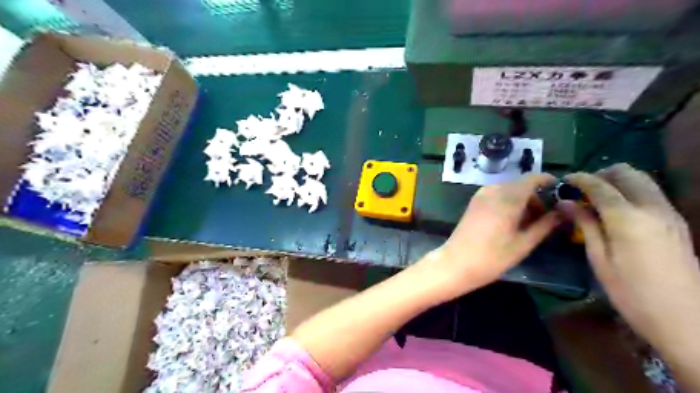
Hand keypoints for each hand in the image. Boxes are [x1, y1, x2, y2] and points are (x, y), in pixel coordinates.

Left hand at [424, 173, 562, 296]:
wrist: (457, 263)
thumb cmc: (493, 256)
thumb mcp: (524, 243)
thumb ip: (545, 225)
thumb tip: (564, 211)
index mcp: (508, 197)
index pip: (532, 179)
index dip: (547, 181)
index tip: (560, 192)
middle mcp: (493, 190)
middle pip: (520, 185)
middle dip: (535, 197)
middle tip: (545, 218)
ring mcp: (480, 195)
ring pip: (507, 190)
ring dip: (521, 200)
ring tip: (528, 223)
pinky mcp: (473, 203)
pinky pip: (495, 195)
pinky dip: (507, 202)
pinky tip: (510, 221)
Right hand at [563, 163, 698, 356]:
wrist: (686, 319)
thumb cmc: (631, 292)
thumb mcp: (599, 259)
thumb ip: (585, 225)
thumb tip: (565, 203)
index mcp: (628, 218)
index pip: (600, 185)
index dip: (579, 179)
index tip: (563, 180)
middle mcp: (652, 208)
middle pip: (627, 173)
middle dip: (601, 175)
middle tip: (581, 190)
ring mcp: (669, 213)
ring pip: (642, 180)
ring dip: (617, 181)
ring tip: (596, 199)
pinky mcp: (676, 222)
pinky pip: (651, 193)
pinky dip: (630, 191)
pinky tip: (617, 210)